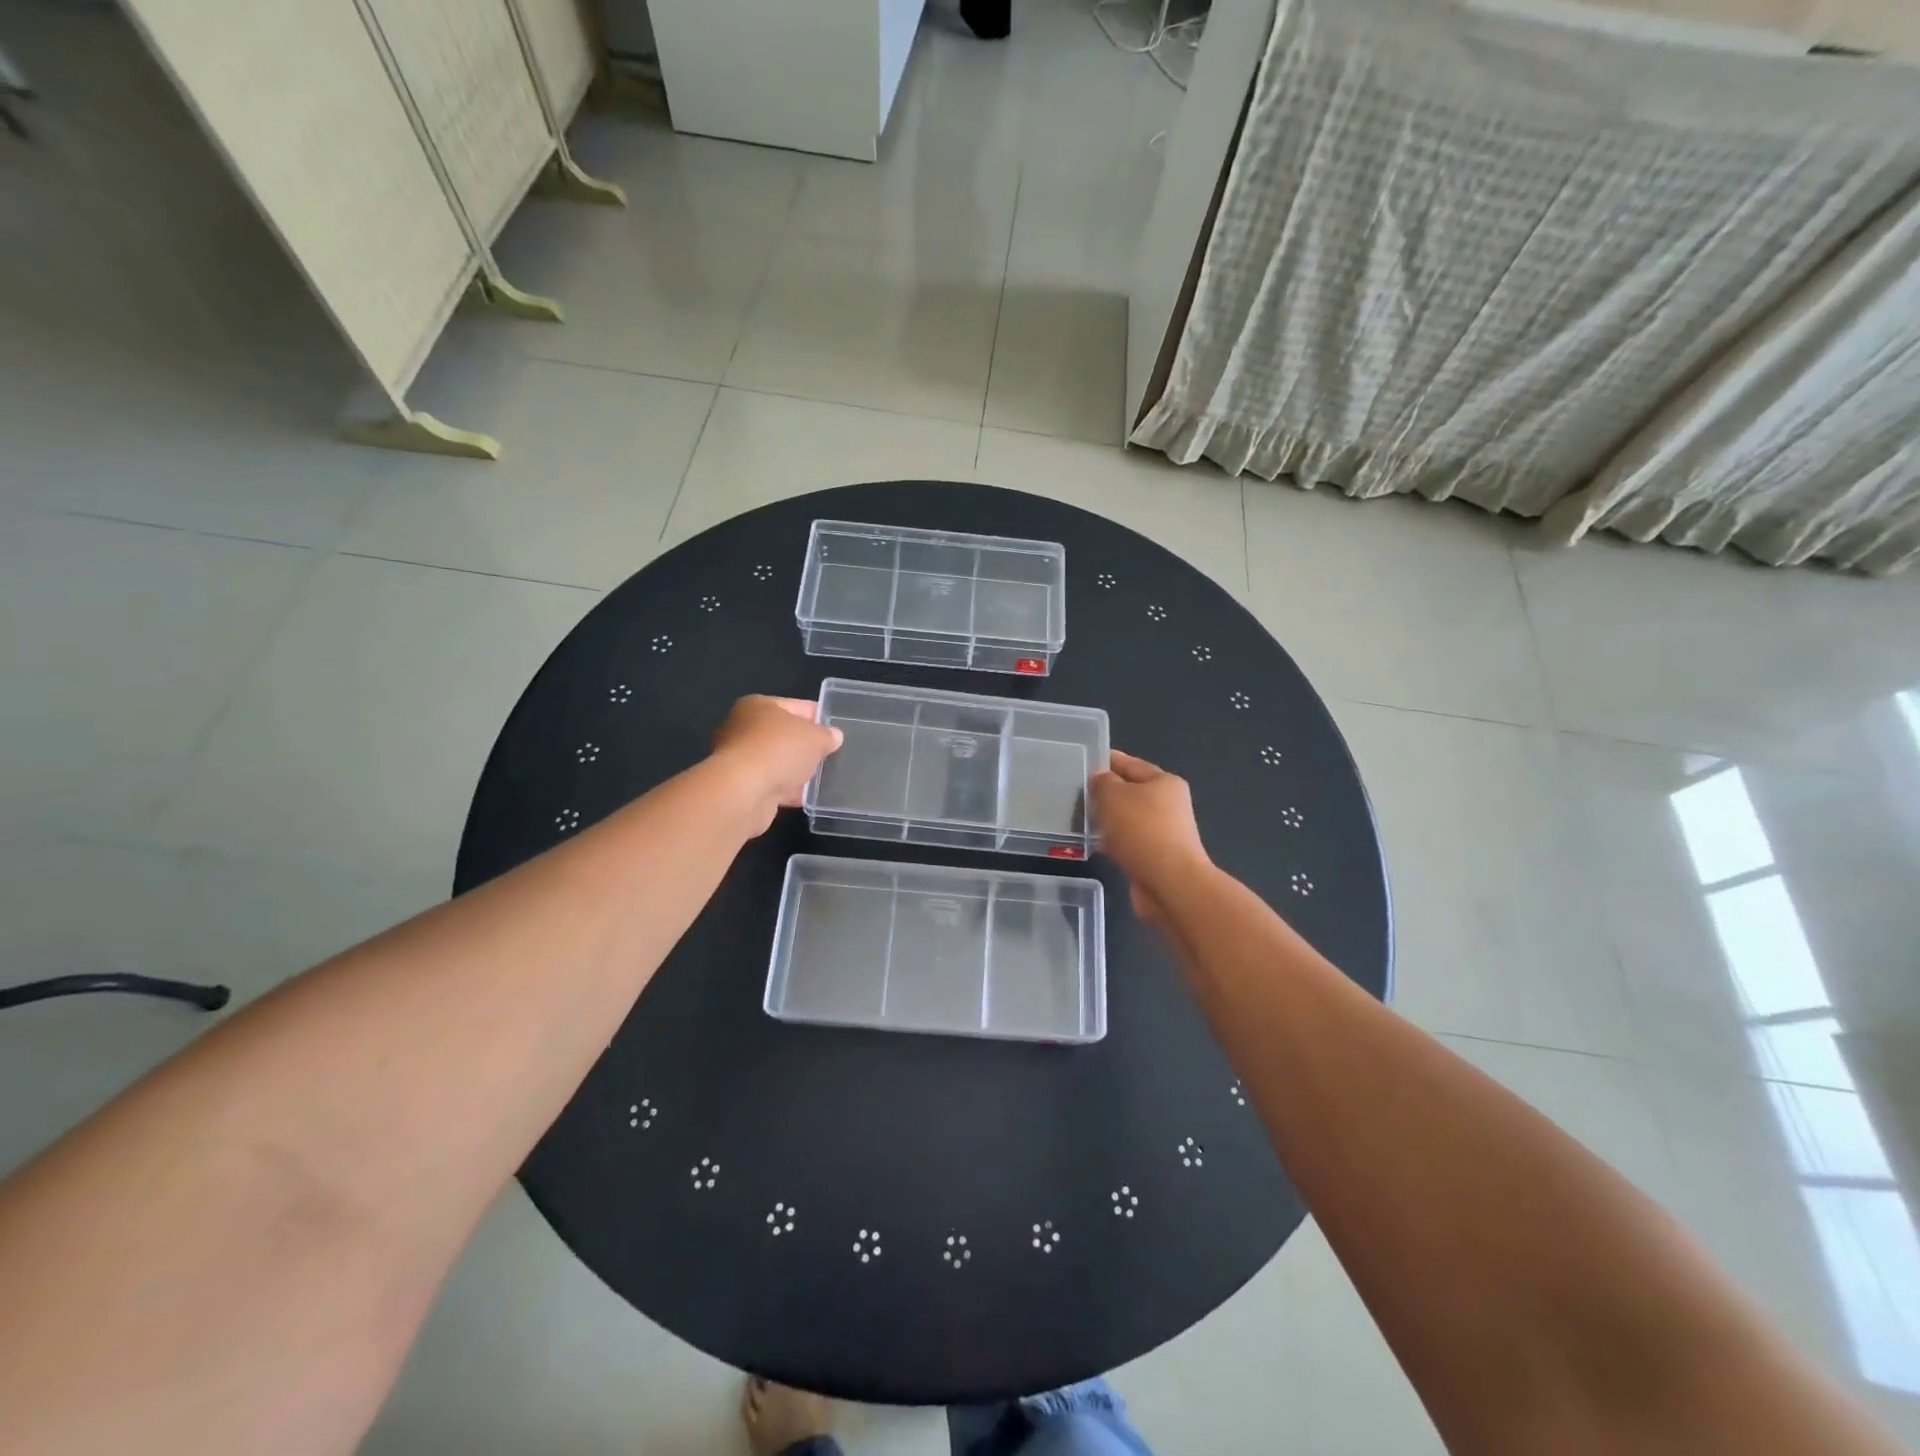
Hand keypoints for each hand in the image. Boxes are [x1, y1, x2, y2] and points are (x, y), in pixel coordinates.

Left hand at [710, 696, 843, 833]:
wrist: (744, 791)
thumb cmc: (779, 750)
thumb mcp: (816, 738)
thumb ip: (827, 736)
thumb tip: (834, 736)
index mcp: (758, 706)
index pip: (796, 706)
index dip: (818, 716)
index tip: (836, 729)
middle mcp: (742, 728)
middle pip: (783, 735)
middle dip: (806, 746)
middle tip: (830, 755)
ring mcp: (739, 759)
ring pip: (777, 761)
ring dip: (795, 769)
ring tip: (822, 779)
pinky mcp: (740, 786)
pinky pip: (771, 783)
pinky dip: (787, 789)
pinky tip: (806, 796)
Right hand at [1090, 750, 1211, 922]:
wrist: (1169, 883)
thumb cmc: (1141, 830)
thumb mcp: (1113, 795)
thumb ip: (1102, 782)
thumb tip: (1101, 780)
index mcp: (1164, 782)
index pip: (1130, 764)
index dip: (1107, 760)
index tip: (1083, 760)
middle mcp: (1168, 805)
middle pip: (1130, 792)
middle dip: (1105, 792)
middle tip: (1075, 791)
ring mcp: (1163, 833)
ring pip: (1127, 819)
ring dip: (1107, 819)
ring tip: (1078, 817)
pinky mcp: (1155, 857)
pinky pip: (1127, 842)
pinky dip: (1112, 841)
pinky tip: (1092, 844)